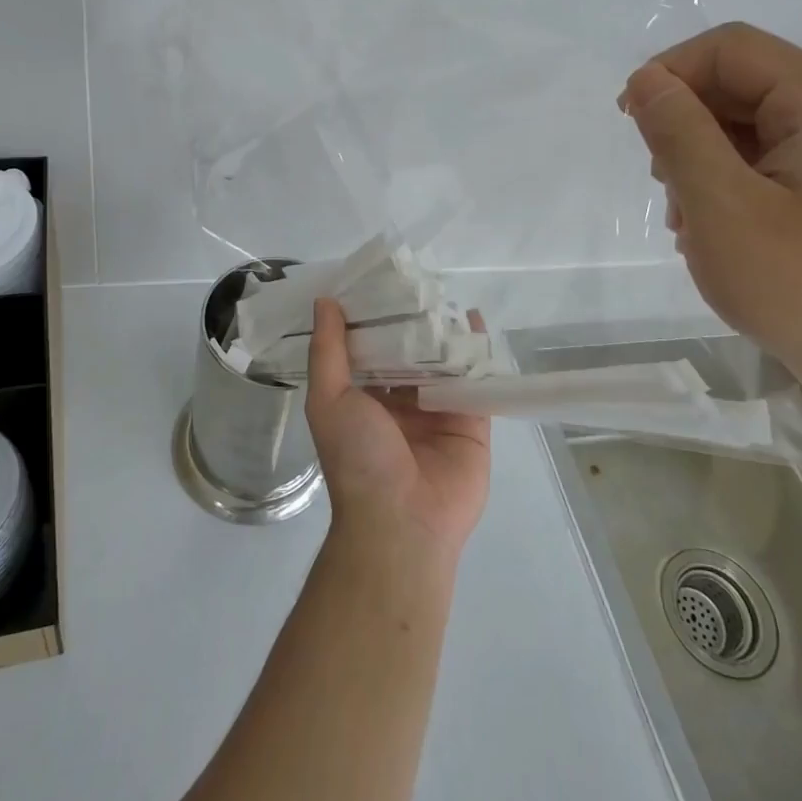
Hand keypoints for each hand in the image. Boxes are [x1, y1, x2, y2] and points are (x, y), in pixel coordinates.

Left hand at [304, 298, 490, 559]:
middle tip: (418, 277)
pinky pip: (475, 382)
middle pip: (410, 352)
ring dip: (444, 331)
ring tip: (445, 290)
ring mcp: (438, 412)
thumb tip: (325, 301)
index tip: (379, 279)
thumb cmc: (357, 458)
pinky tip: (475, 320)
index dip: (374, 316)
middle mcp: (401, 402)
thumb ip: (328, 351)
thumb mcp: (329, 400)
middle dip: (413, 320)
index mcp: (364, 398)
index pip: (370, 348)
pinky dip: (476, 352)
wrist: (401, 523)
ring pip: (443, 362)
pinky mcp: (472, 423)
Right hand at [620, 22, 801, 393]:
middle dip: (685, 126)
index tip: (630, 122)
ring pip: (746, 129)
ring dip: (701, 162)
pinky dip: (727, 187)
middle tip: (664, 186)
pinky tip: (716, 235)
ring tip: (690, 222)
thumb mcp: (722, 206)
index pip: (729, 48)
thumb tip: (646, 80)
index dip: (670, 72)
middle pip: (739, 86)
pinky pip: (766, 164)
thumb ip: (678, 133)